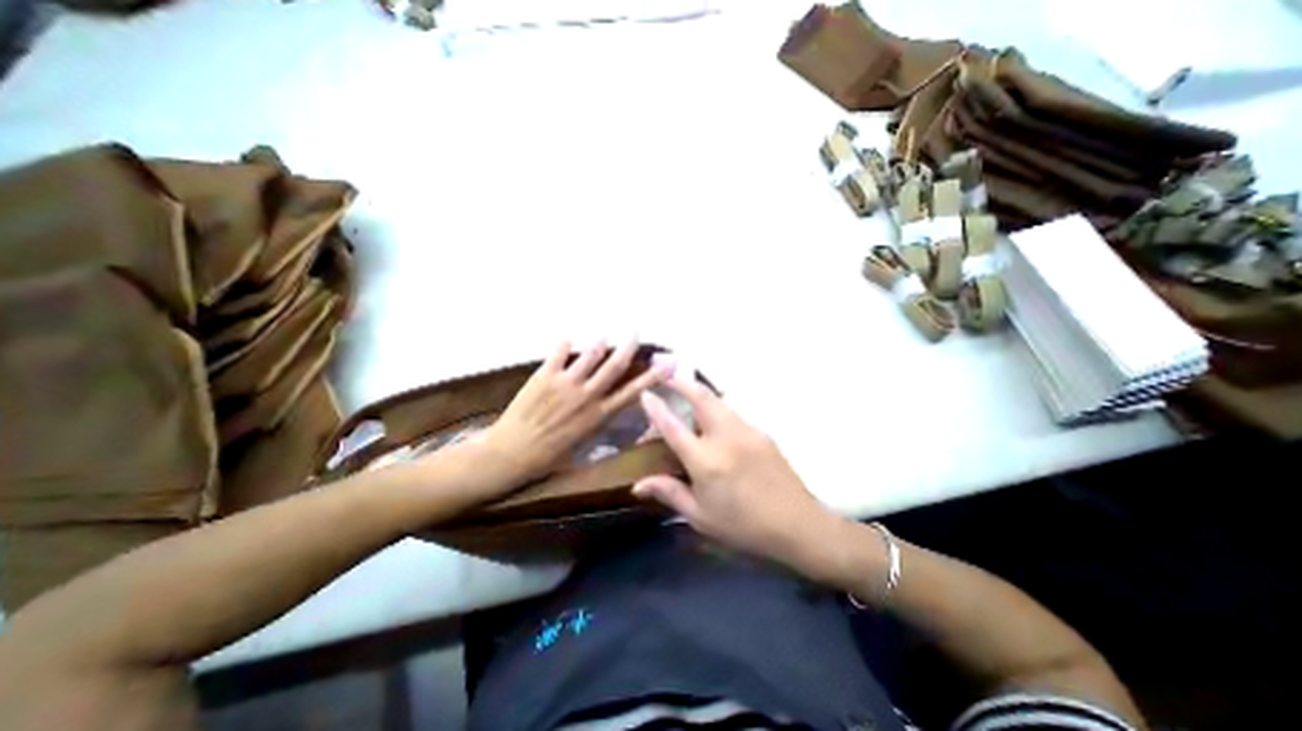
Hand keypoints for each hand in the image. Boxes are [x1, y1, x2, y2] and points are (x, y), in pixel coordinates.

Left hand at [476, 340, 669, 487]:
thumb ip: (599, 425)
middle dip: (628, 347)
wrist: (512, 453)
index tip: (666, 364)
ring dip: (600, 342)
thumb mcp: (584, 446)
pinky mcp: (545, 376)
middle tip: (635, 332)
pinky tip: (568, 340)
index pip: (633, 391)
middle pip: (614, 365)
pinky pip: (558, 353)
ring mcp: (566, 383)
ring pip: (590, 354)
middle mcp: (587, 395)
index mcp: (599, 414)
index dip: (652, 377)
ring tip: (605, 335)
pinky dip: (565, 344)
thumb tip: (611, 411)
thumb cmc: (550, 457)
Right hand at [634, 377, 839, 571]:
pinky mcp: (762, 432)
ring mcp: (747, 430)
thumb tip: (638, 485)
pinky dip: (717, 409)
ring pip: (718, 401)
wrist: (798, 524)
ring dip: (700, 394)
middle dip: (682, 383)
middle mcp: (725, 437)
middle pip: (701, 397)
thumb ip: (669, 493)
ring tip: (688, 397)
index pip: (673, 426)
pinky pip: (733, 413)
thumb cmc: (744, 526)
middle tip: (669, 376)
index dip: (656, 408)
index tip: (645, 393)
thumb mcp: (701, 517)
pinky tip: (714, 423)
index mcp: (706, 461)